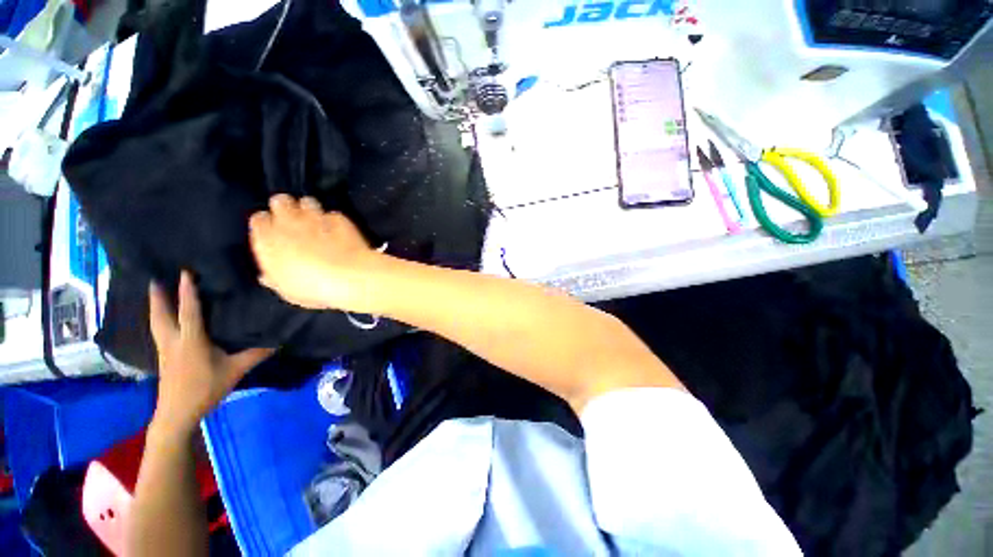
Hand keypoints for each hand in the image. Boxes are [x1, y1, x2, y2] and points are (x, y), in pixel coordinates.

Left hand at [149, 271, 272, 432]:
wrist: (177, 413)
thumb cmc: (205, 389)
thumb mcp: (235, 371)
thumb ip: (256, 354)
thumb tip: (279, 340)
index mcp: (190, 340)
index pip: (188, 310)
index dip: (186, 291)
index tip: (185, 271)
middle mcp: (173, 340)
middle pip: (160, 313)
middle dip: (158, 294)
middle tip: (155, 275)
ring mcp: (165, 348)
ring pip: (155, 321)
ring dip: (155, 304)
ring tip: (155, 290)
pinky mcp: (163, 356)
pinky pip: (158, 329)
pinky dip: (158, 317)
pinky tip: (163, 317)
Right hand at [249, 194, 379, 311]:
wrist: (349, 276)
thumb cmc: (312, 288)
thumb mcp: (287, 290)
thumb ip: (275, 278)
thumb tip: (268, 276)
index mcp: (267, 239)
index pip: (259, 220)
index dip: (268, 226)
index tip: (275, 234)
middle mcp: (288, 222)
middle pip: (281, 202)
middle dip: (286, 208)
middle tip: (295, 222)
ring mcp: (315, 217)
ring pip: (307, 201)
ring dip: (310, 210)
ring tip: (317, 223)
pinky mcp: (340, 219)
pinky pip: (333, 214)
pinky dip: (334, 221)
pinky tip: (338, 231)